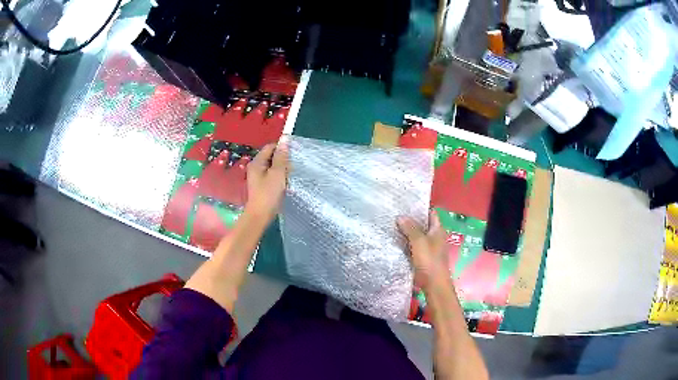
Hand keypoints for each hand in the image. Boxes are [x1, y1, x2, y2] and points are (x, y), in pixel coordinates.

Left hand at [245, 143, 287, 223]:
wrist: (260, 216)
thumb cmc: (269, 194)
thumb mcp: (277, 173)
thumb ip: (281, 156)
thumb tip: (284, 138)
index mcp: (257, 162)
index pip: (270, 147)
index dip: (282, 148)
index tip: (292, 156)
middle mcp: (256, 167)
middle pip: (272, 156)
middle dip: (283, 161)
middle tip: (289, 171)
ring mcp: (258, 177)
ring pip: (273, 167)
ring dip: (282, 171)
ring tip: (287, 180)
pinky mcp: (262, 185)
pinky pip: (272, 176)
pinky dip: (279, 178)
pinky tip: (284, 186)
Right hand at [397, 210, 449, 290]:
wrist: (433, 283)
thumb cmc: (429, 260)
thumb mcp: (419, 241)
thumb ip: (410, 228)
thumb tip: (400, 216)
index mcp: (438, 230)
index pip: (431, 213)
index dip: (420, 208)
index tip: (406, 203)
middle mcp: (434, 236)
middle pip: (422, 224)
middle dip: (410, 219)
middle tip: (395, 213)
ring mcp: (428, 247)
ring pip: (416, 235)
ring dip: (407, 231)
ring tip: (391, 224)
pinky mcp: (422, 256)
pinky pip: (413, 246)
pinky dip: (406, 242)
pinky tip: (394, 240)